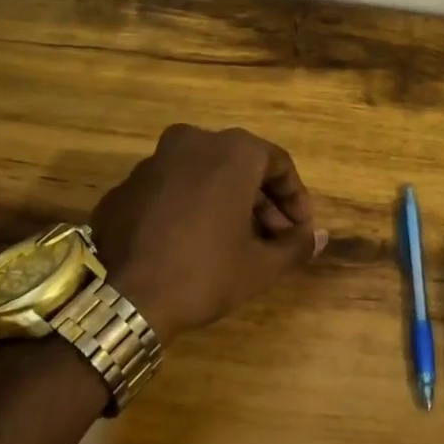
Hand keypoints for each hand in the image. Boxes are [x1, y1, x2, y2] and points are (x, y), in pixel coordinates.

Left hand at [89, 124, 327, 343]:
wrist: (127, 300)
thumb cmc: (207, 272)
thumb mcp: (262, 265)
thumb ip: (297, 245)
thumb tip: (319, 237)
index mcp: (231, 151)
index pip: (278, 164)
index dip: (295, 198)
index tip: (300, 230)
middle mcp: (192, 142)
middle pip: (240, 165)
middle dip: (261, 201)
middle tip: (273, 238)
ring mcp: (152, 162)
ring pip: (203, 174)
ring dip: (225, 202)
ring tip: (235, 241)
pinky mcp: (124, 187)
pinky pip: (170, 190)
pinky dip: (188, 208)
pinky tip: (192, 242)